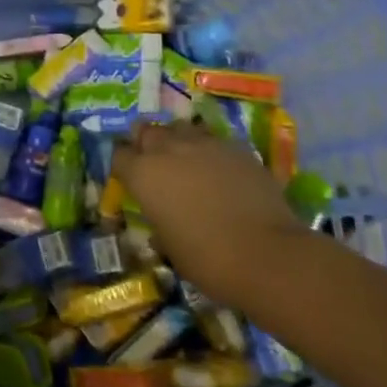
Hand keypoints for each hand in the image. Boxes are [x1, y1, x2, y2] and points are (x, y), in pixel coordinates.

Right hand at [111, 121, 307, 309]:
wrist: (267, 254)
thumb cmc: (207, 259)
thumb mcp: (169, 246)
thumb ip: (159, 221)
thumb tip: (162, 218)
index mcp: (143, 174)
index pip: (119, 154)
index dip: (123, 165)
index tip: (129, 178)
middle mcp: (168, 149)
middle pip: (146, 131)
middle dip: (146, 144)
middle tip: (155, 164)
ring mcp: (204, 143)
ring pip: (180, 127)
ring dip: (177, 140)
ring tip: (186, 161)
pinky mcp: (236, 146)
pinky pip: (213, 139)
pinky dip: (209, 150)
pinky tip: (219, 170)